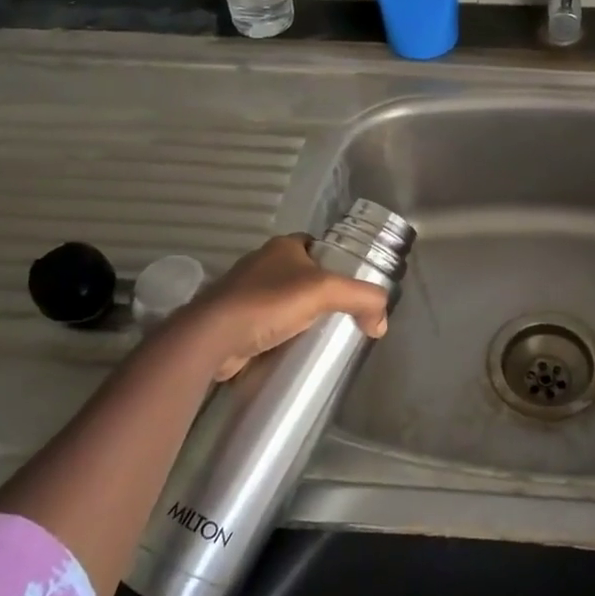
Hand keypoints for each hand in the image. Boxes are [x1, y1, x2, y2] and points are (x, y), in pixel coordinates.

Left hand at [181, 234, 389, 379]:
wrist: (213, 337)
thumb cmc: (269, 302)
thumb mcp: (326, 292)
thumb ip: (363, 299)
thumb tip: (381, 323)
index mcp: (283, 246)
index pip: (319, 247)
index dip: (338, 264)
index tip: (352, 288)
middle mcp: (263, 263)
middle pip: (304, 275)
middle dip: (321, 295)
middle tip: (343, 317)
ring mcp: (245, 291)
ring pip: (285, 301)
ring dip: (301, 316)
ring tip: (322, 336)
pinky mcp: (235, 319)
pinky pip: (268, 323)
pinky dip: (282, 334)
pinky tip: (294, 349)